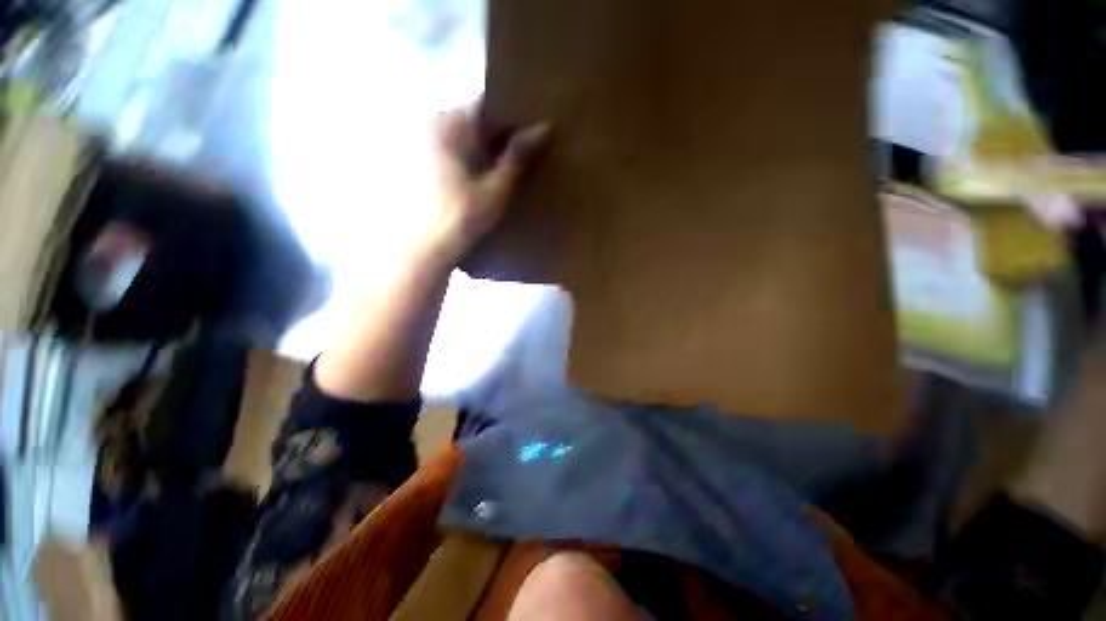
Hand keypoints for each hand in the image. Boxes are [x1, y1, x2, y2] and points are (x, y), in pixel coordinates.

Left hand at [425, 103, 548, 262]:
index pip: (486, 104)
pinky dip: (467, 157)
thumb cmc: (464, 217)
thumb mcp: (496, 188)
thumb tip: (544, 128)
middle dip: (497, 133)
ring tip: (503, 164)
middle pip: (472, 119)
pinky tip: (479, 175)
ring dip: (483, 147)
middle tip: (521, 151)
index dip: (512, 115)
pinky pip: (450, 149)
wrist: (427, 248)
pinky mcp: (418, 160)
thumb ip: (517, 156)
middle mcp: (431, 125)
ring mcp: (421, 142)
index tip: (530, 129)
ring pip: (462, 135)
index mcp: (449, 125)